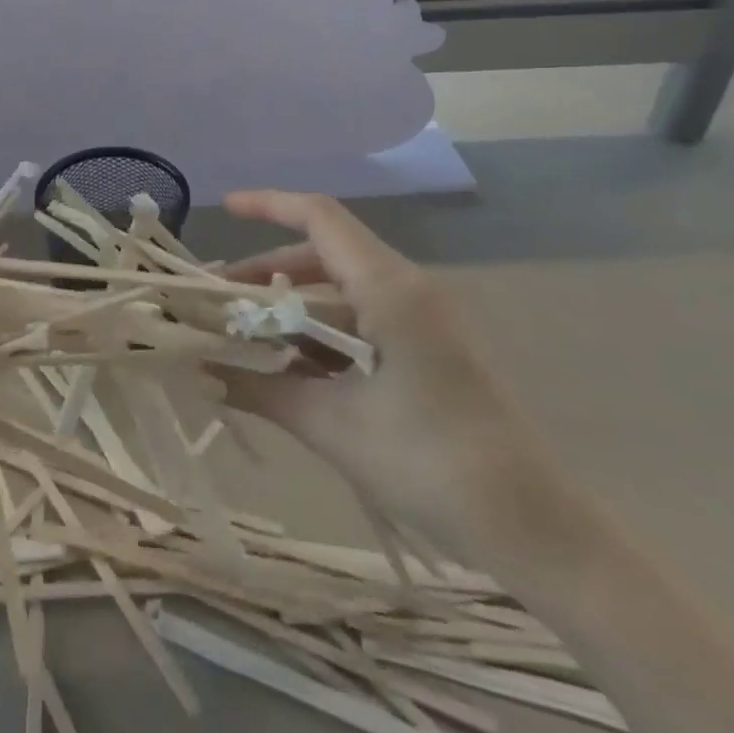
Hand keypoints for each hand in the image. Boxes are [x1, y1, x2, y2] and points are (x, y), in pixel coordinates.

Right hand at [218, 192, 578, 566]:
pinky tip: (291, 367)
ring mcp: (424, 318)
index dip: (269, 205)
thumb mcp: (333, 425)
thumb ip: (262, 389)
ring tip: (245, 337)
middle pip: (325, 254)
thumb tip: (200, 373)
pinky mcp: (430, 347)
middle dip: (268, 272)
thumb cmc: (430, 464)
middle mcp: (408, 289)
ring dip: (292, 307)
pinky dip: (321, 332)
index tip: (225, 208)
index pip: (320, 219)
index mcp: (390, 289)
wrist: (533, 528)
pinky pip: (363, 319)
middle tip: (220, 302)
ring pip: (342, 289)